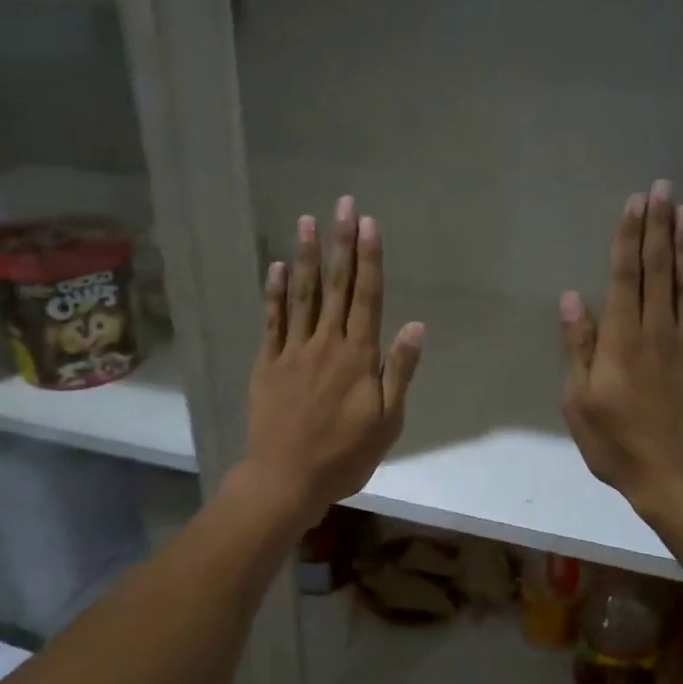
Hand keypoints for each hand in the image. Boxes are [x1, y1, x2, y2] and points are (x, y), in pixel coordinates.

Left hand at [239, 196, 424, 526]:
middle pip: (336, 286)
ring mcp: (293, 352)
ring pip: (302, 295)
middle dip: (341, 243)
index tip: (369, 224)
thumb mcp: (387, 421)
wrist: (286, 479)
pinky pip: (272, 322)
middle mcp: (326, 344)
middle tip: (343, 204)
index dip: (369, 258)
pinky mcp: (267, 364)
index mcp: (359, 356)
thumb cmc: (344, 456)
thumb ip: (399, 371)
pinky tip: (276, 268)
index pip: (367, 297)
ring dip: (305, 256)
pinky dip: (274, 293)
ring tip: (307, 221)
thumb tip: (416, 326)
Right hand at [560, 180, 682, 528]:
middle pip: (660, 270)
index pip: (626, 277)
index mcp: (623, 340)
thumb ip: (579, 347)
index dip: (629, 238)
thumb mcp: (580, 401)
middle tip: (664, 188)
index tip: (635, 203)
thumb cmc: (618, 444)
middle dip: (659, 227)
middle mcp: (659, 332)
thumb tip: (571, 298)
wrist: (681, 480)